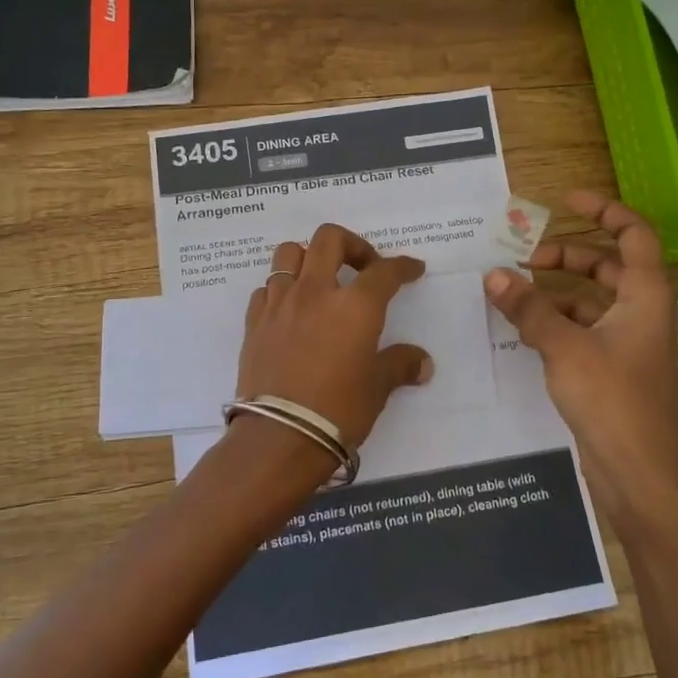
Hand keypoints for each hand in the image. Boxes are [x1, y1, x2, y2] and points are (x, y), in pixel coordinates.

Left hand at [238, 224, 433, 463]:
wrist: (279, 438)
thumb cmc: (338, 411)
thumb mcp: (377, 388)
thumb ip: (399, 365)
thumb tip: (422, 363)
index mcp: (355, 305)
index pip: (384, 271)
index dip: (402, 266)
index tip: (412, 269)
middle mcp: (315, 292)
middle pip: (329, 239)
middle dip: (352, 244)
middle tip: (363, 267)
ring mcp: (280, 304)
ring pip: (289, 253)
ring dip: (308, 258)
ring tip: (320, 280)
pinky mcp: (254, 322)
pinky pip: (266, 289)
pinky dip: (280, 290)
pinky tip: (290, 310)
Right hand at [482, 192, 677, 519]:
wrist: (640, 474)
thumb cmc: (612, 400)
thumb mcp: (564, 347)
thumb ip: (529, 308)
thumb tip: (494, 275)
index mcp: (645, 295)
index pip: (634, 235)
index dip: (604, 210)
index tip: (566, 200)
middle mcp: (641, 312)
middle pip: (606, 266)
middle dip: (566, 255)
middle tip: (523, 256)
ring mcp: (627, 342)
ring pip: (590, 300)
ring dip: (555, 292)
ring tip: (512, 294)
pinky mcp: (612, 369)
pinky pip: (582, 330)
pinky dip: (555, 322)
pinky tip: (523, 330)